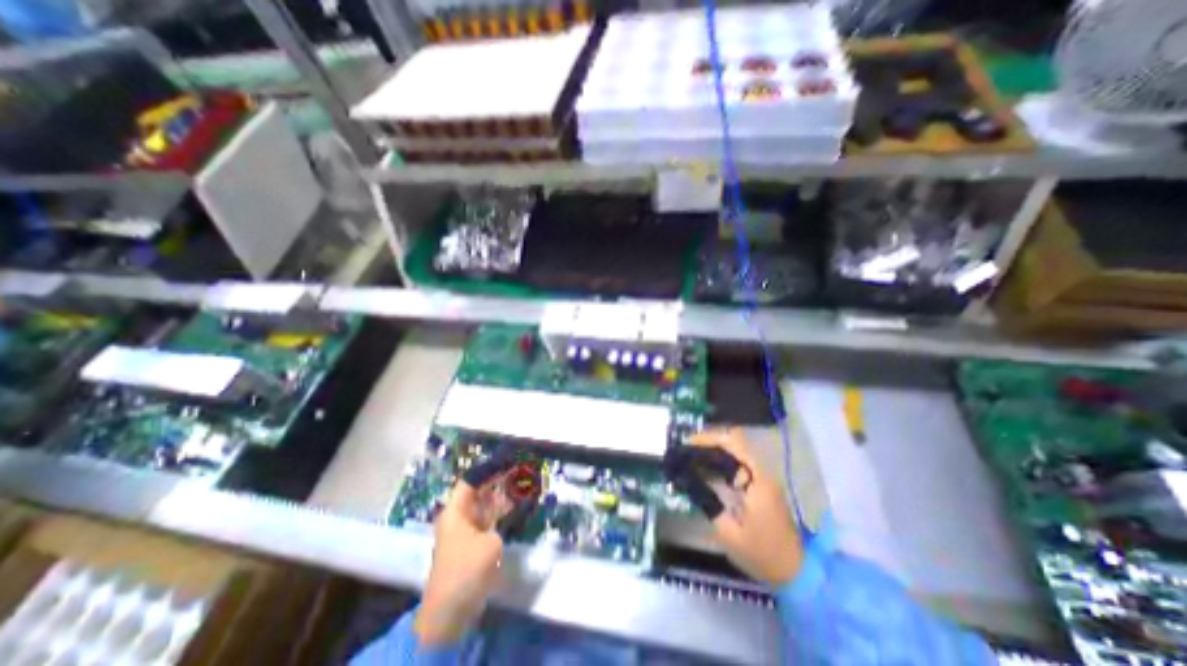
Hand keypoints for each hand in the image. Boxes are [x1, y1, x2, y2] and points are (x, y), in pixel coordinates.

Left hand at [415, 478, 507, 643]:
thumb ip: (500, 519)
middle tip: (519, 468)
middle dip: (498, 479)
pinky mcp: (474, 542)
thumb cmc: (467, 569)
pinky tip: (518, 504)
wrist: (450, 611)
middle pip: (479, 490)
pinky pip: (490, 518)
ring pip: (486, 503)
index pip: (471, 480)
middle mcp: (460, 516)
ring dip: (502, 494)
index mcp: (456, 511)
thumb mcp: (490, 541)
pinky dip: (502, 510)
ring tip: (522, 482)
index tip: (508, 459)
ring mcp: (467, 529)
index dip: (488, 468)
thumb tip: (505, 509)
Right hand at [686, 429, 806, 585]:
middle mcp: (762, 472)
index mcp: (757, 480)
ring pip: (736, 451)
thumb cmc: (761, 554)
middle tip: (685, 450)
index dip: (708, 439)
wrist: (796, 574)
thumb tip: (686, 479)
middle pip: (734, 442)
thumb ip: (707, 502)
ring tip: (691, 457)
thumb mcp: (728, 532)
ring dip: (713, 450)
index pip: (732, 443)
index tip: (687, 444)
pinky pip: (738, 463)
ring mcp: (763, 478)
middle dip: (708, 442)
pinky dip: (720, 461)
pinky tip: (706, 470)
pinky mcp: (761, 485)